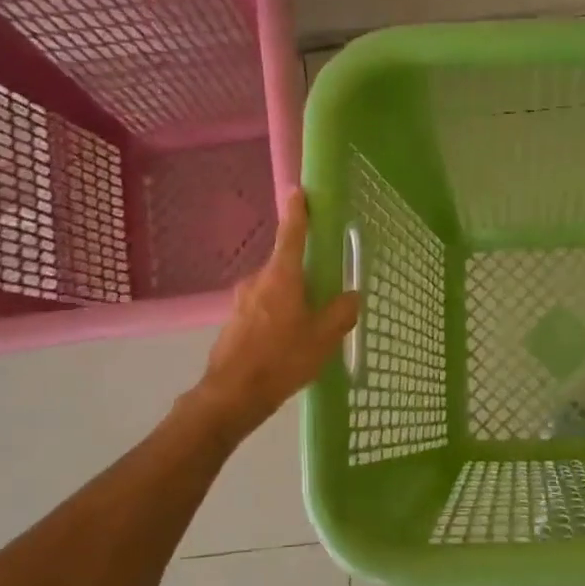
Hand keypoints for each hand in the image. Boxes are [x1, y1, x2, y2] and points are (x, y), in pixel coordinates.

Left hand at [189, 191, 359, 443]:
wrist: (233, 394)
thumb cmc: (282, 359)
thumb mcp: (324, 337)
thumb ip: (341, 312)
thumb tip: (351, 295)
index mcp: (282, 277)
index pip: (292, 235)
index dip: (298, 213)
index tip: (299, 192)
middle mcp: (258, 281)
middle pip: (286, 267)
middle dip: (305, 275)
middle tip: (325, 294)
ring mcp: (242, 301)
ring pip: (275, 290)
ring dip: (292, 300)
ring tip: (309, 328)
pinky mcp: (234, 322)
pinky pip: (263, 309)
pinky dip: (278, 317)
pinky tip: (287, 343)